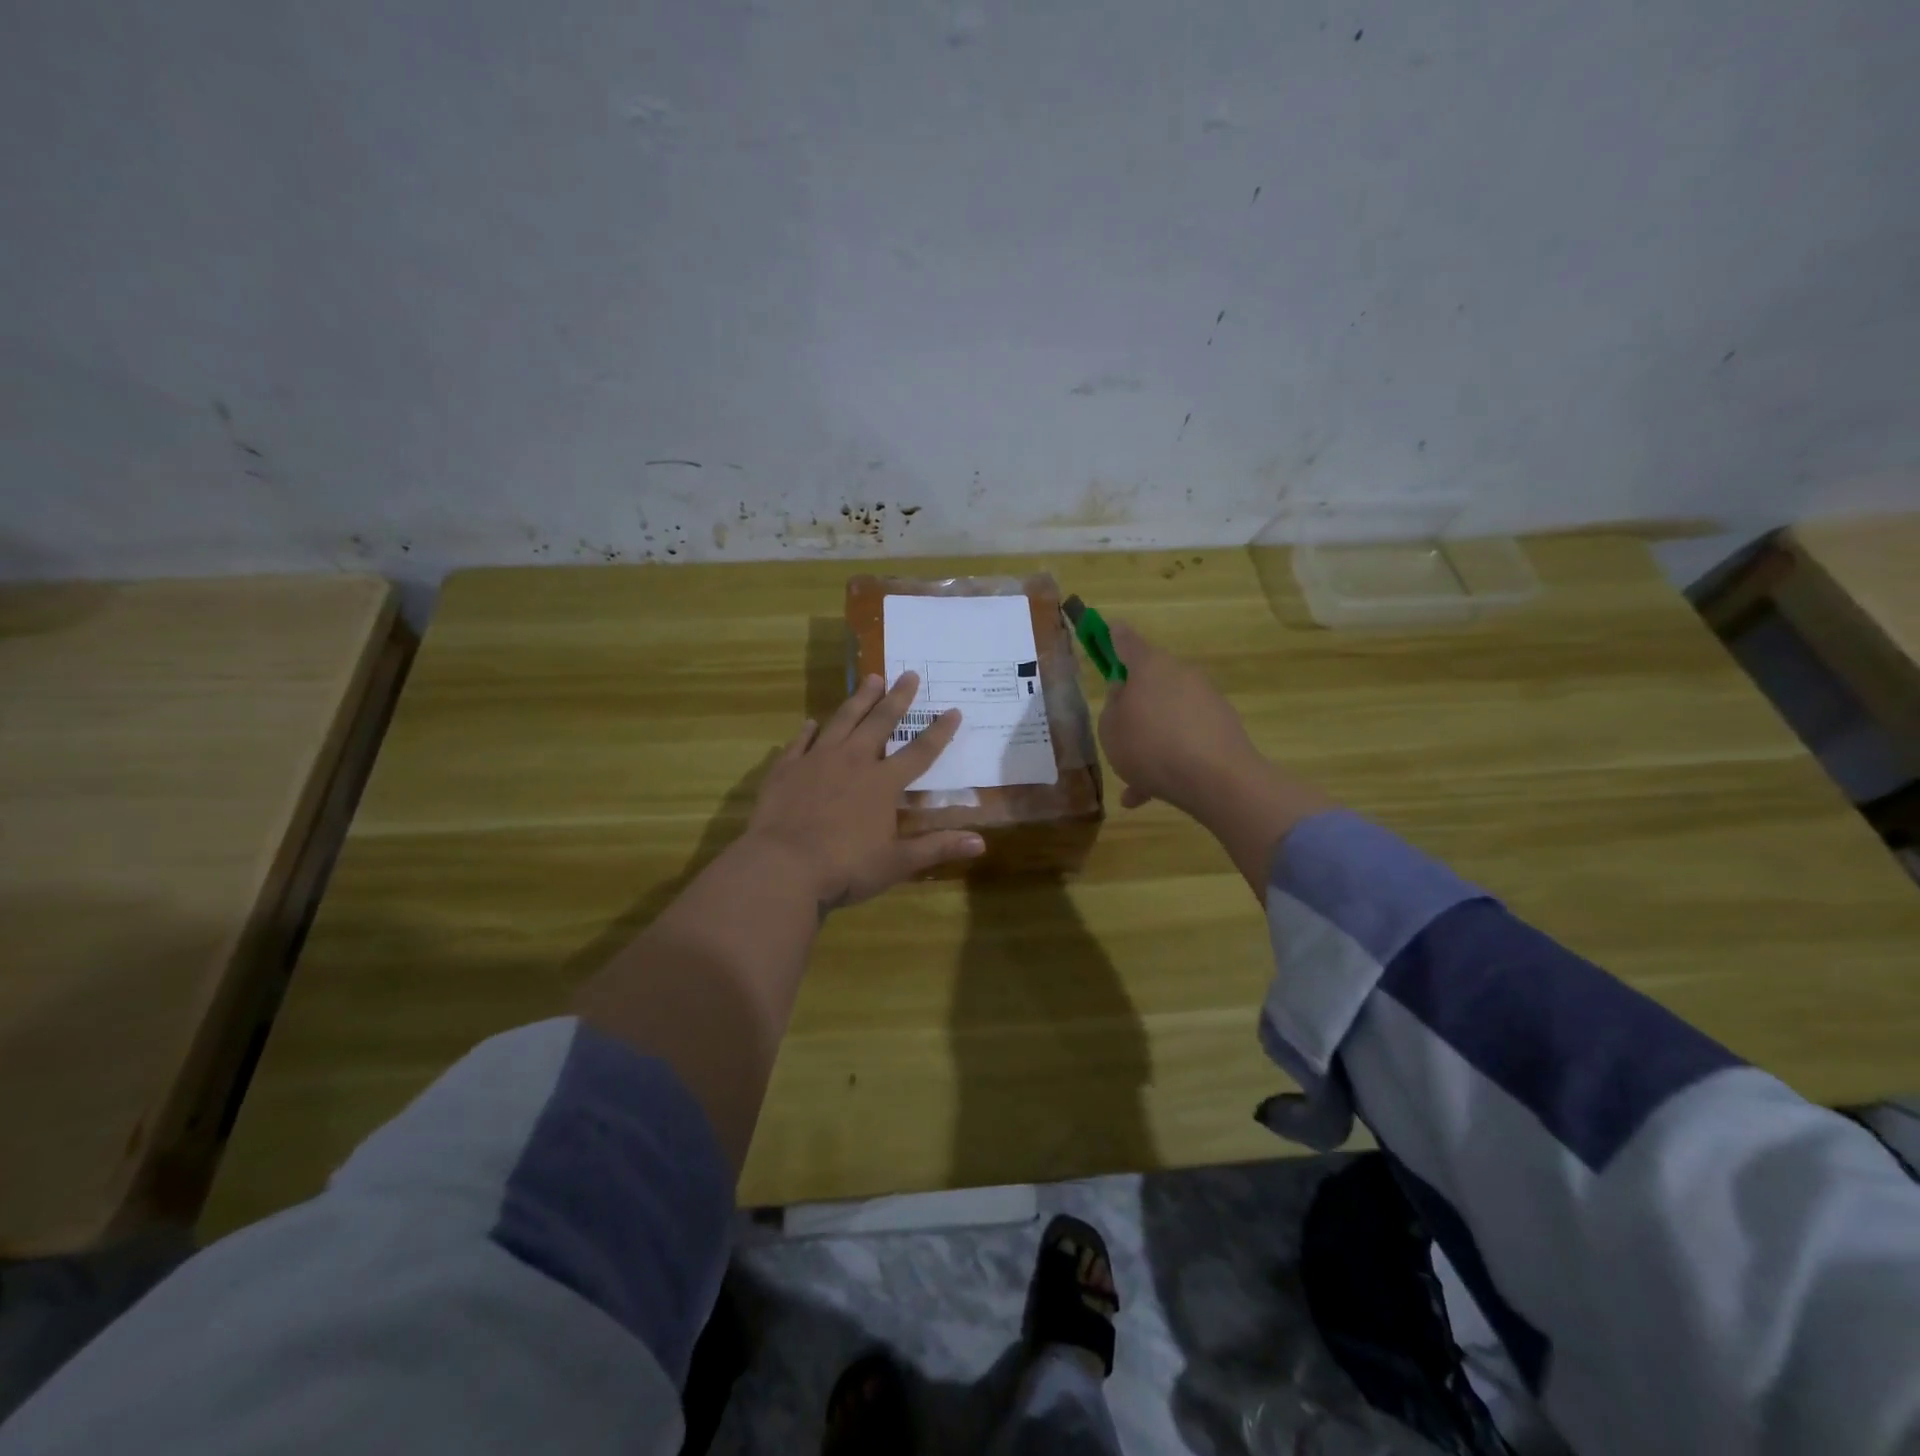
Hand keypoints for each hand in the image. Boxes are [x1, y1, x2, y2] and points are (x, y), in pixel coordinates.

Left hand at [744, 671, 984, 908]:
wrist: (782, 866)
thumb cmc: (845, 867)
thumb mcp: (897, 863)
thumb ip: (937, 848)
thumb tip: (980, 843)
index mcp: (883, 784)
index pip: (920, 752)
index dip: (939, 732)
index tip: (953, 710)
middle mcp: (853, 762)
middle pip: (880, 723)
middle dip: (897, 698)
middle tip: (908, 674)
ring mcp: (817, 761)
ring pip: (842, 720)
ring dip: (859, 699)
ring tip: (870, 678)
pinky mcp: (786, 769)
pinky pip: (800, 742)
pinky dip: (808, 731)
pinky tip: (811, 722)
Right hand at [1097, 622, 1266, 818]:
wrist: (1217, 779)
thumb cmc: (1150, 745)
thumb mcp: (1110, 729)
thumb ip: (1113, 706)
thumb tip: (1125, 692)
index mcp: (1149, 666)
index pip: (1126, 641)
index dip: (1114, 638)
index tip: (1108, 631)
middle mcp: (1181, 675)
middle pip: (1151, 681)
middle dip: (1136, 704)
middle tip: (1118, 730)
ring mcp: (1206, 700)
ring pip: (1168, 717)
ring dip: (1151, 740)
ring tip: (1133, 778)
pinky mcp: (1223, 728)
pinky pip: (1186, 740)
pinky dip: (1170, 760)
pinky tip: (1150, 793)